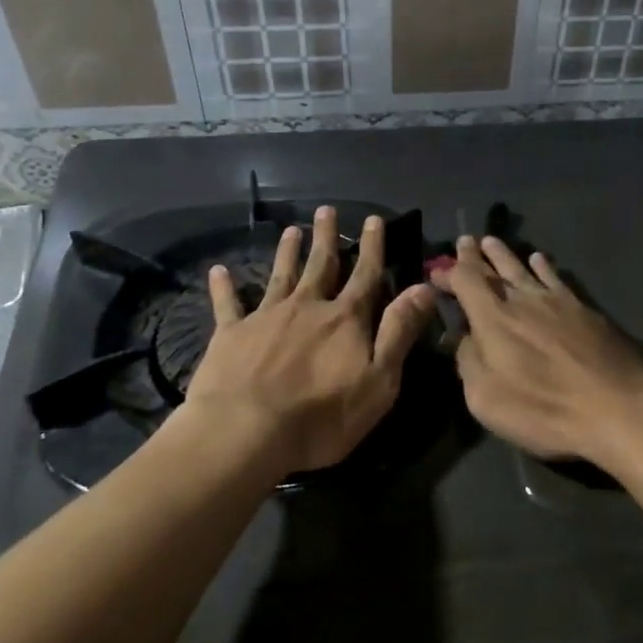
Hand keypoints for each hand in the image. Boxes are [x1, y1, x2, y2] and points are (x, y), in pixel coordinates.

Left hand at [184, 207, 436, 474]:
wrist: (246, 432)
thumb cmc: (322, 416)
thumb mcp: (380, 380)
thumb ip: (399, 332)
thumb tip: (424, 288)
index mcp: (345, 319)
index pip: (365, 275)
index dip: (372, 247)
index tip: (373, 220)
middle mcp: (307, 307)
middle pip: (321, 265)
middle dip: (326, 238)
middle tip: (326, 210)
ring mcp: (265, 317)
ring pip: (280, 276)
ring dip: (287, 252)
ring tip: (291, 230)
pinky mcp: (230, 335)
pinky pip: (227, 304)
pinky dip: (224, 286)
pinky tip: (219, 271)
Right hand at [435, 236, 642, 466]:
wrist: (616, 409)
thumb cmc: (544, 411)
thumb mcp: (486, 399)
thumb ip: (469, 362)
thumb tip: (465, 338)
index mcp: (494, 320)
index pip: (466, 282)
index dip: (450, 273)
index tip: (438, 269)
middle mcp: (523, 301)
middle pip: (494, 270)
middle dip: (475, 256)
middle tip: (465, 241)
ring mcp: (557, 302)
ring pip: (524, 269)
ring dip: (505, 255)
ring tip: (493, 242)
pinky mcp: (585, 310)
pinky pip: (557, 278)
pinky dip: (544, 266)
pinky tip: (540, 259)